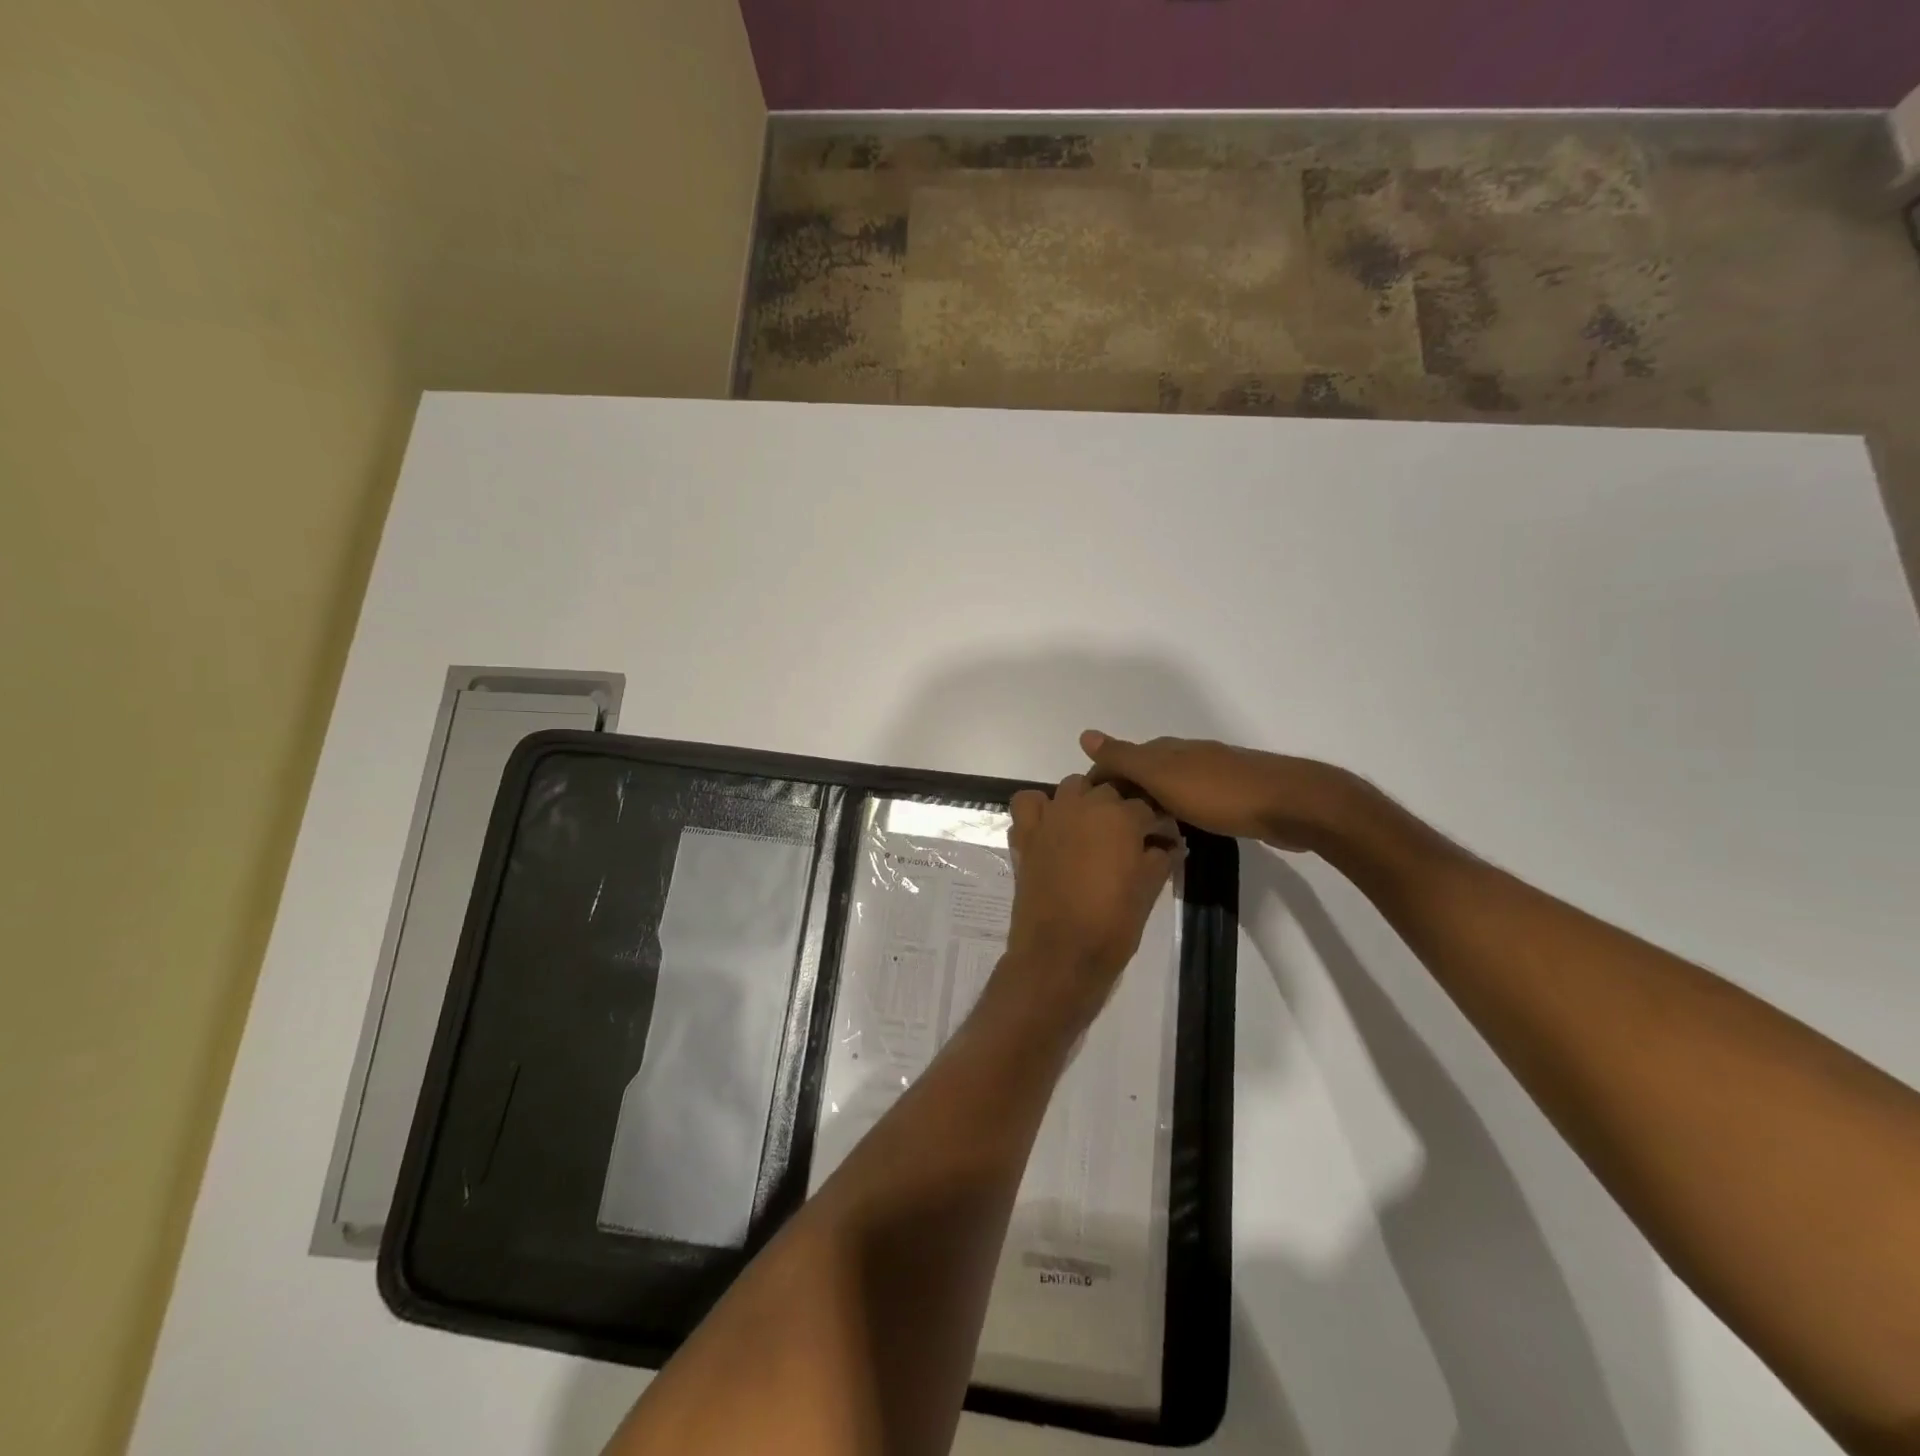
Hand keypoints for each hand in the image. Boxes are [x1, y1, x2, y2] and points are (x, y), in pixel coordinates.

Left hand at [998, 775, 1179, 1026]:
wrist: (1060, 955)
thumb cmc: (1112, 925)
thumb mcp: (1148, 891)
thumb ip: (1160, 859)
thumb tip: (1168, 845)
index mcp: (1120, 817)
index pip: (1146, 807)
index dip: (1157, 824)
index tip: (1163, 840)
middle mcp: (1084, 806)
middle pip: (1109, 791)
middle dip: (1122, 810)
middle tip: (1130, 839)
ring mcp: (1050, 817)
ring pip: (1072, 788)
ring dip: (1085, 801)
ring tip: (1093, 830)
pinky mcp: (1025, 834)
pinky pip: (1029, 803)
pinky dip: (1040, 808)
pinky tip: (1052, 827)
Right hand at [1080, 730, 1373, 852]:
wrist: (1293, 805)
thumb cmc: (1221, 793)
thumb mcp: (1164, 776)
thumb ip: (1125, 758)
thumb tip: (1085, 734)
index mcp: (1168, 750)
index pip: (1122, 758)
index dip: (1103, 777)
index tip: (1088, 807)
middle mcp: (1189, 755)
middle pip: (1146, 769)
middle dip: (1126, 789)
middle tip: (1109, 822)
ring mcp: (1214, 774)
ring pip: (1170, 785)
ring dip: (1152, 800)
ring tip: (1137, 828)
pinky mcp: (1236, 795)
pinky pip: (1193, 799)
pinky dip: (1177, 810)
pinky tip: (1179, 828)